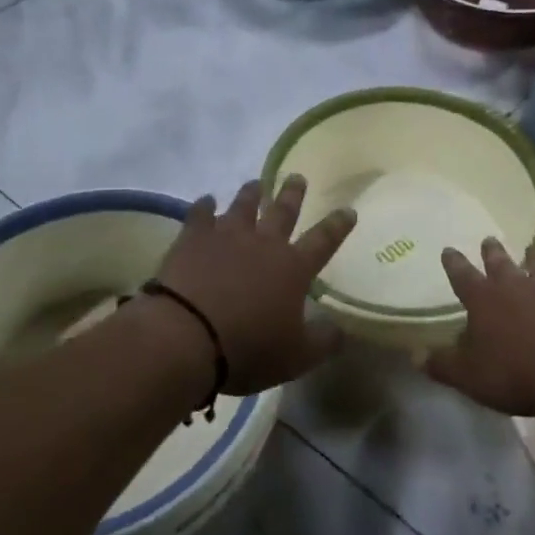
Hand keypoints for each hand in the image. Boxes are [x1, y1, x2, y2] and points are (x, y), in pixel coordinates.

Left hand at [155, 178, 355, 394]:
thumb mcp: (296, 357)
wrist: (187, 335)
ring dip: (251, 193)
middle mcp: (264, 244)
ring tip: (256, 183)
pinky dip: (205, 206)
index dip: (337, 225)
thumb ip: (323, 341)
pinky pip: (201, 215)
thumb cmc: (248, 348)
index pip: (323, 241)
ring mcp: (227, 237)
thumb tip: (341, 330)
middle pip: (283, 212)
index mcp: (293, 268)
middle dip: (293, 194)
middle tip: (297, 177)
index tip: (348, 210)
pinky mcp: (193, 239)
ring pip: (243, 206)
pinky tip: (207, 200)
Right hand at [426, 239, 534, 417]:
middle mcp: (515, 286)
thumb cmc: (515, 373)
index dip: (454, 263)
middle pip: (501, 263)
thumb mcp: (469, 376)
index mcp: (483, 300)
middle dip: (492, 252)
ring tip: (532, 246)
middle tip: (489, 240)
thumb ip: (442, 364)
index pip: (462, 276)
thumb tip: (414, 355)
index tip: (448, 250)